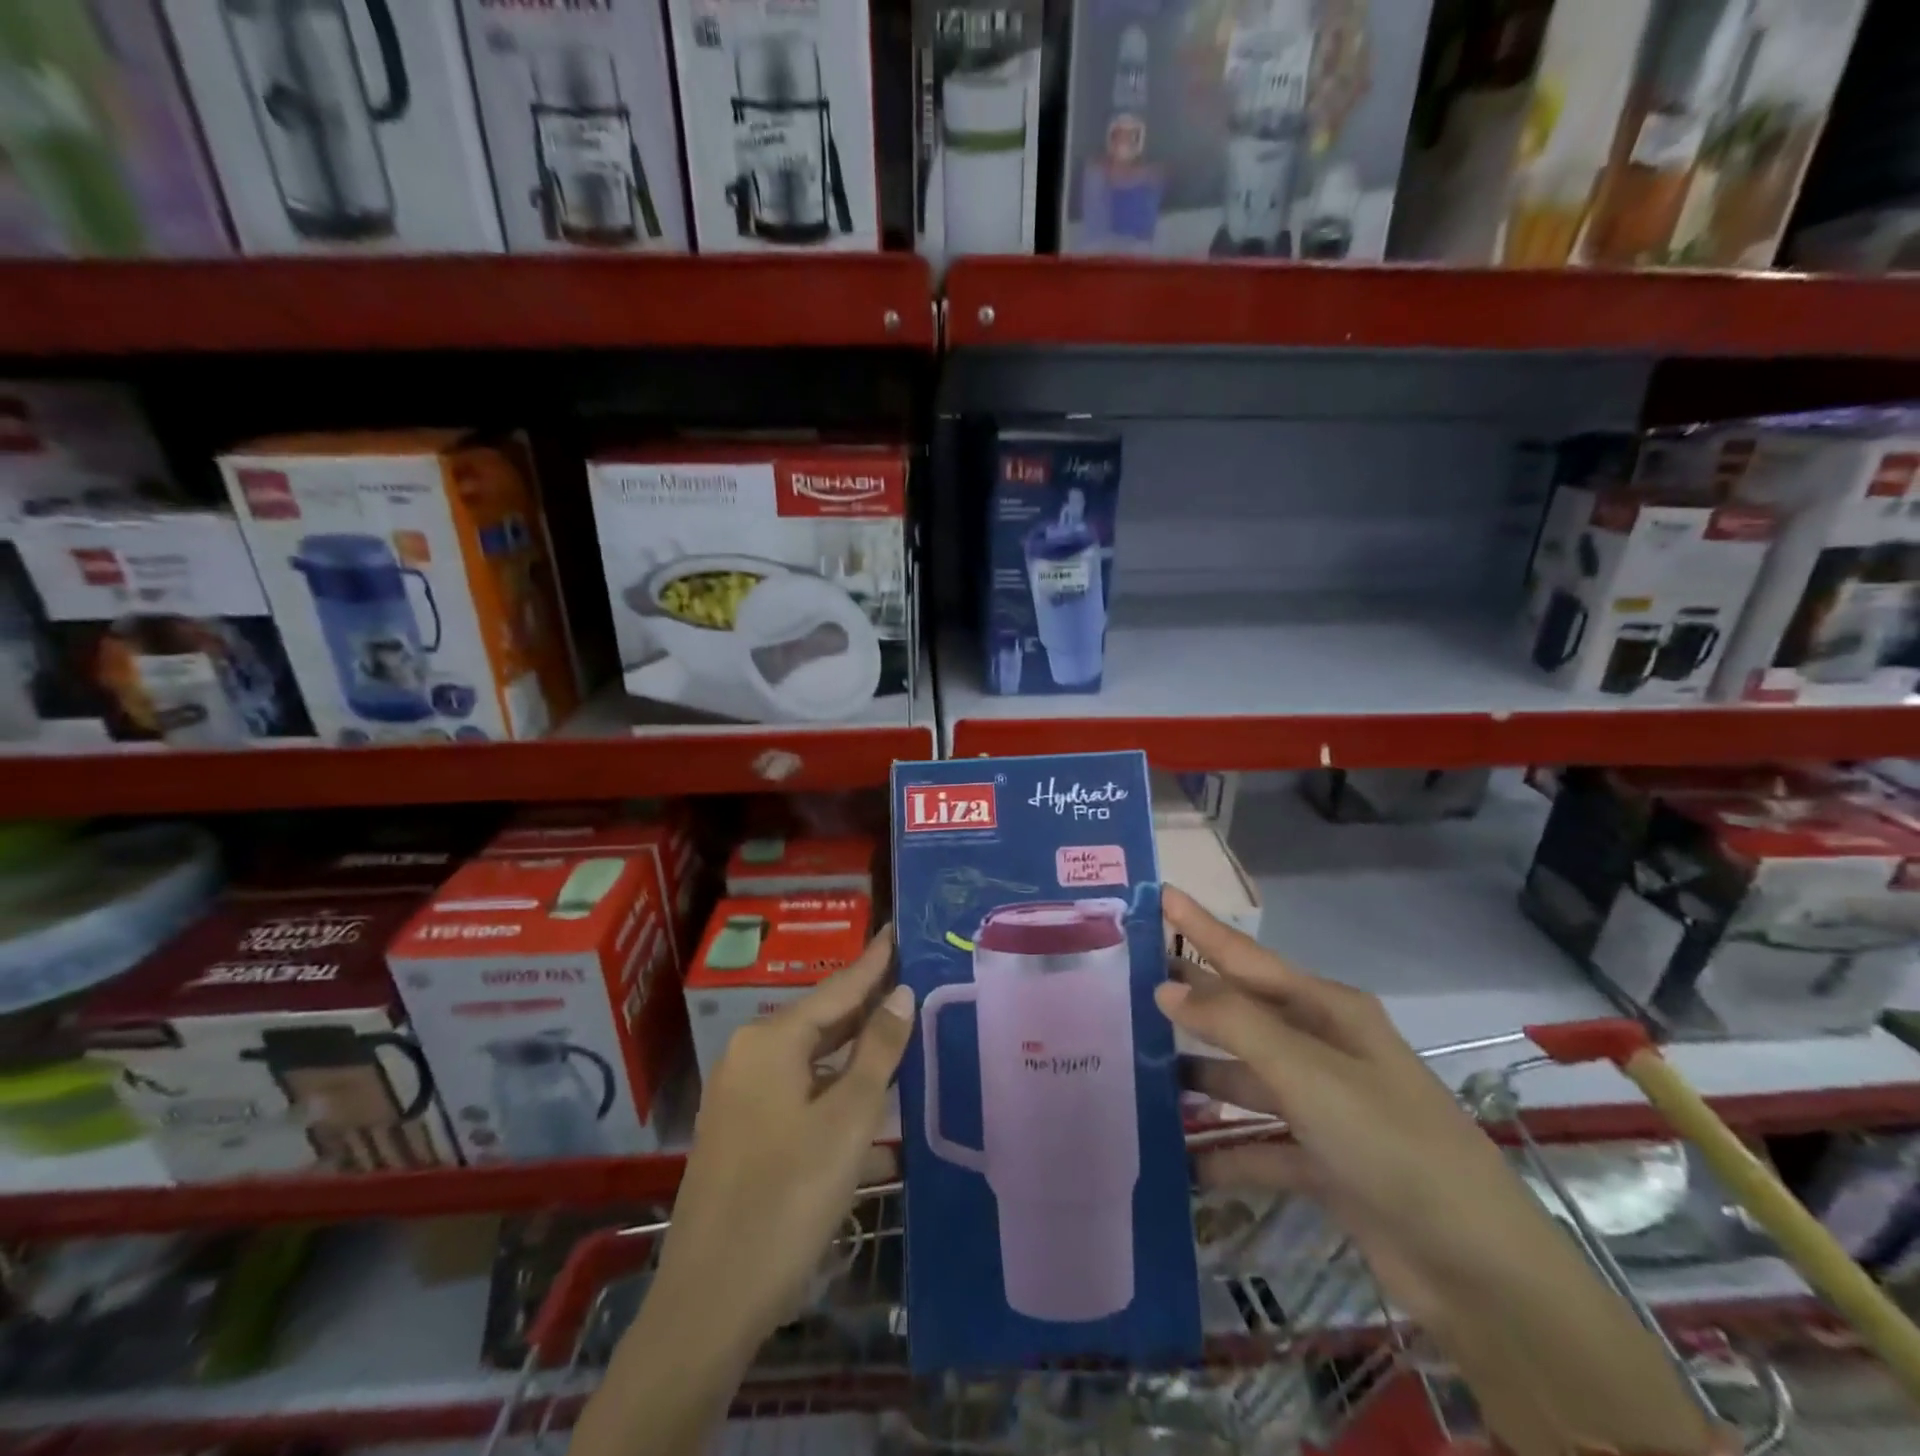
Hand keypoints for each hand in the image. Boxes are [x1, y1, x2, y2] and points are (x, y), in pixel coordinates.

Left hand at [652, 931, 911, 1345]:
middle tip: (907, 975)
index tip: (895, 929)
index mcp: (771, 1040)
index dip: (872, 961)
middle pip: (820, 1017)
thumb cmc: (788, 1199)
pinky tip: (859, 1085)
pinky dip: (830, 1078)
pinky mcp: (739, 1128)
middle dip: (864, 1001)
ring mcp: (738, 1092)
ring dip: (850, 1044)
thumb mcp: (848, 1120)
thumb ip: (877, 1051)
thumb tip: (900, 993)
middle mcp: (748, 1054)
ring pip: (808, 1054)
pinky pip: (794, 1084)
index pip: (837, 988)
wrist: (710, 1299)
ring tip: (894, 1023)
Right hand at [1158, 889, 1723, 1455]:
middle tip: (1125, 980)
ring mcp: (1322, 1106)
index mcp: (1327, 1011)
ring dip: (1198, 1077)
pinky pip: (1257, 1145)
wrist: (1477, 1270)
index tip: (1159, 893)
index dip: (1200, 925)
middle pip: (1240, 1013)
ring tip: (1137, 1070)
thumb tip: (1166, 987)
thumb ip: (1233, 1024)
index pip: (1246, 956)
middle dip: (1189, 999)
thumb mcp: (1307, 1072)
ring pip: (1244, 1078)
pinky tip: (1177, 1159)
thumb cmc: (1389, 1143)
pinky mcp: (1322, 1161)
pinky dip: (1223, 1152)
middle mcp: (1322, 1048)